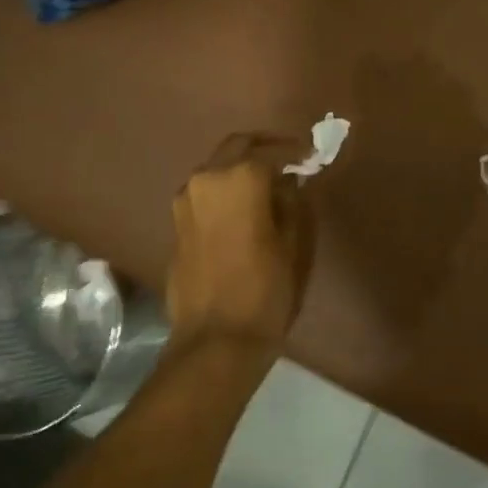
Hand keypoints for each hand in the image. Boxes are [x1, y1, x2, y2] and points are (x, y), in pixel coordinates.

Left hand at [166, 132, 316, 350]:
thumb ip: (289, 203)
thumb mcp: (291, 244)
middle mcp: (206, 179)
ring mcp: (185, 201)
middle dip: (263, 149)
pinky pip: (204, 194)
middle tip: (288, 160)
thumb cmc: (264, 290)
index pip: (270, 151)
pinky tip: (243, 208)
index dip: (294, 152)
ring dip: (240, 168)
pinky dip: (224, 190)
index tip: (312, 156)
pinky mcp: (176, 224)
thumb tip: (286, 183)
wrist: (215, 340)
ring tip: (267, 185)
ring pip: (216, 169)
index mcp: (239, 178)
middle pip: (236, 148)